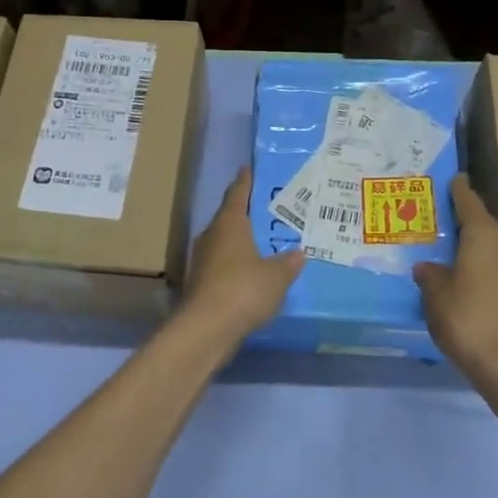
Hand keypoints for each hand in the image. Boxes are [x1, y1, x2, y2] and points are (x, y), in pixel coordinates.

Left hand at [178, 168, 303, 345]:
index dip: (244, 181)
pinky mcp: (199, 283)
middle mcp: (211, 235)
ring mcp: (202, 260)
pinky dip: (235, 266)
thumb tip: (298, 253)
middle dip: (244, 214)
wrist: (207, 328)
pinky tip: (249, 275)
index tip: (247, 169)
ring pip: (223, 243)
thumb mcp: (277, 276)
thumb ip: (288, 262)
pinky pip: (221, 265)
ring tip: (262, 244)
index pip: (237, 194)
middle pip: (228, 218)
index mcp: (229, 223)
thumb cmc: (244, 289)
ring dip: (239, 242)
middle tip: (265, 211)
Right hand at [414, 174, 497, 379]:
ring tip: (445, 246)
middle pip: (481, 223)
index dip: (458, 190)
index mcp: (482, 235)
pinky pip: (493, 265)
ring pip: (488, 245)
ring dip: (470, 244)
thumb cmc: (465, 316)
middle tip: (437, 216)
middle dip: (461, 219)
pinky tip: (460, 275)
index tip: (454, 177)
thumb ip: (429, 274)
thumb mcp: (435, 293)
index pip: (468, 202)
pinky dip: (477, 264)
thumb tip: (427, 268)